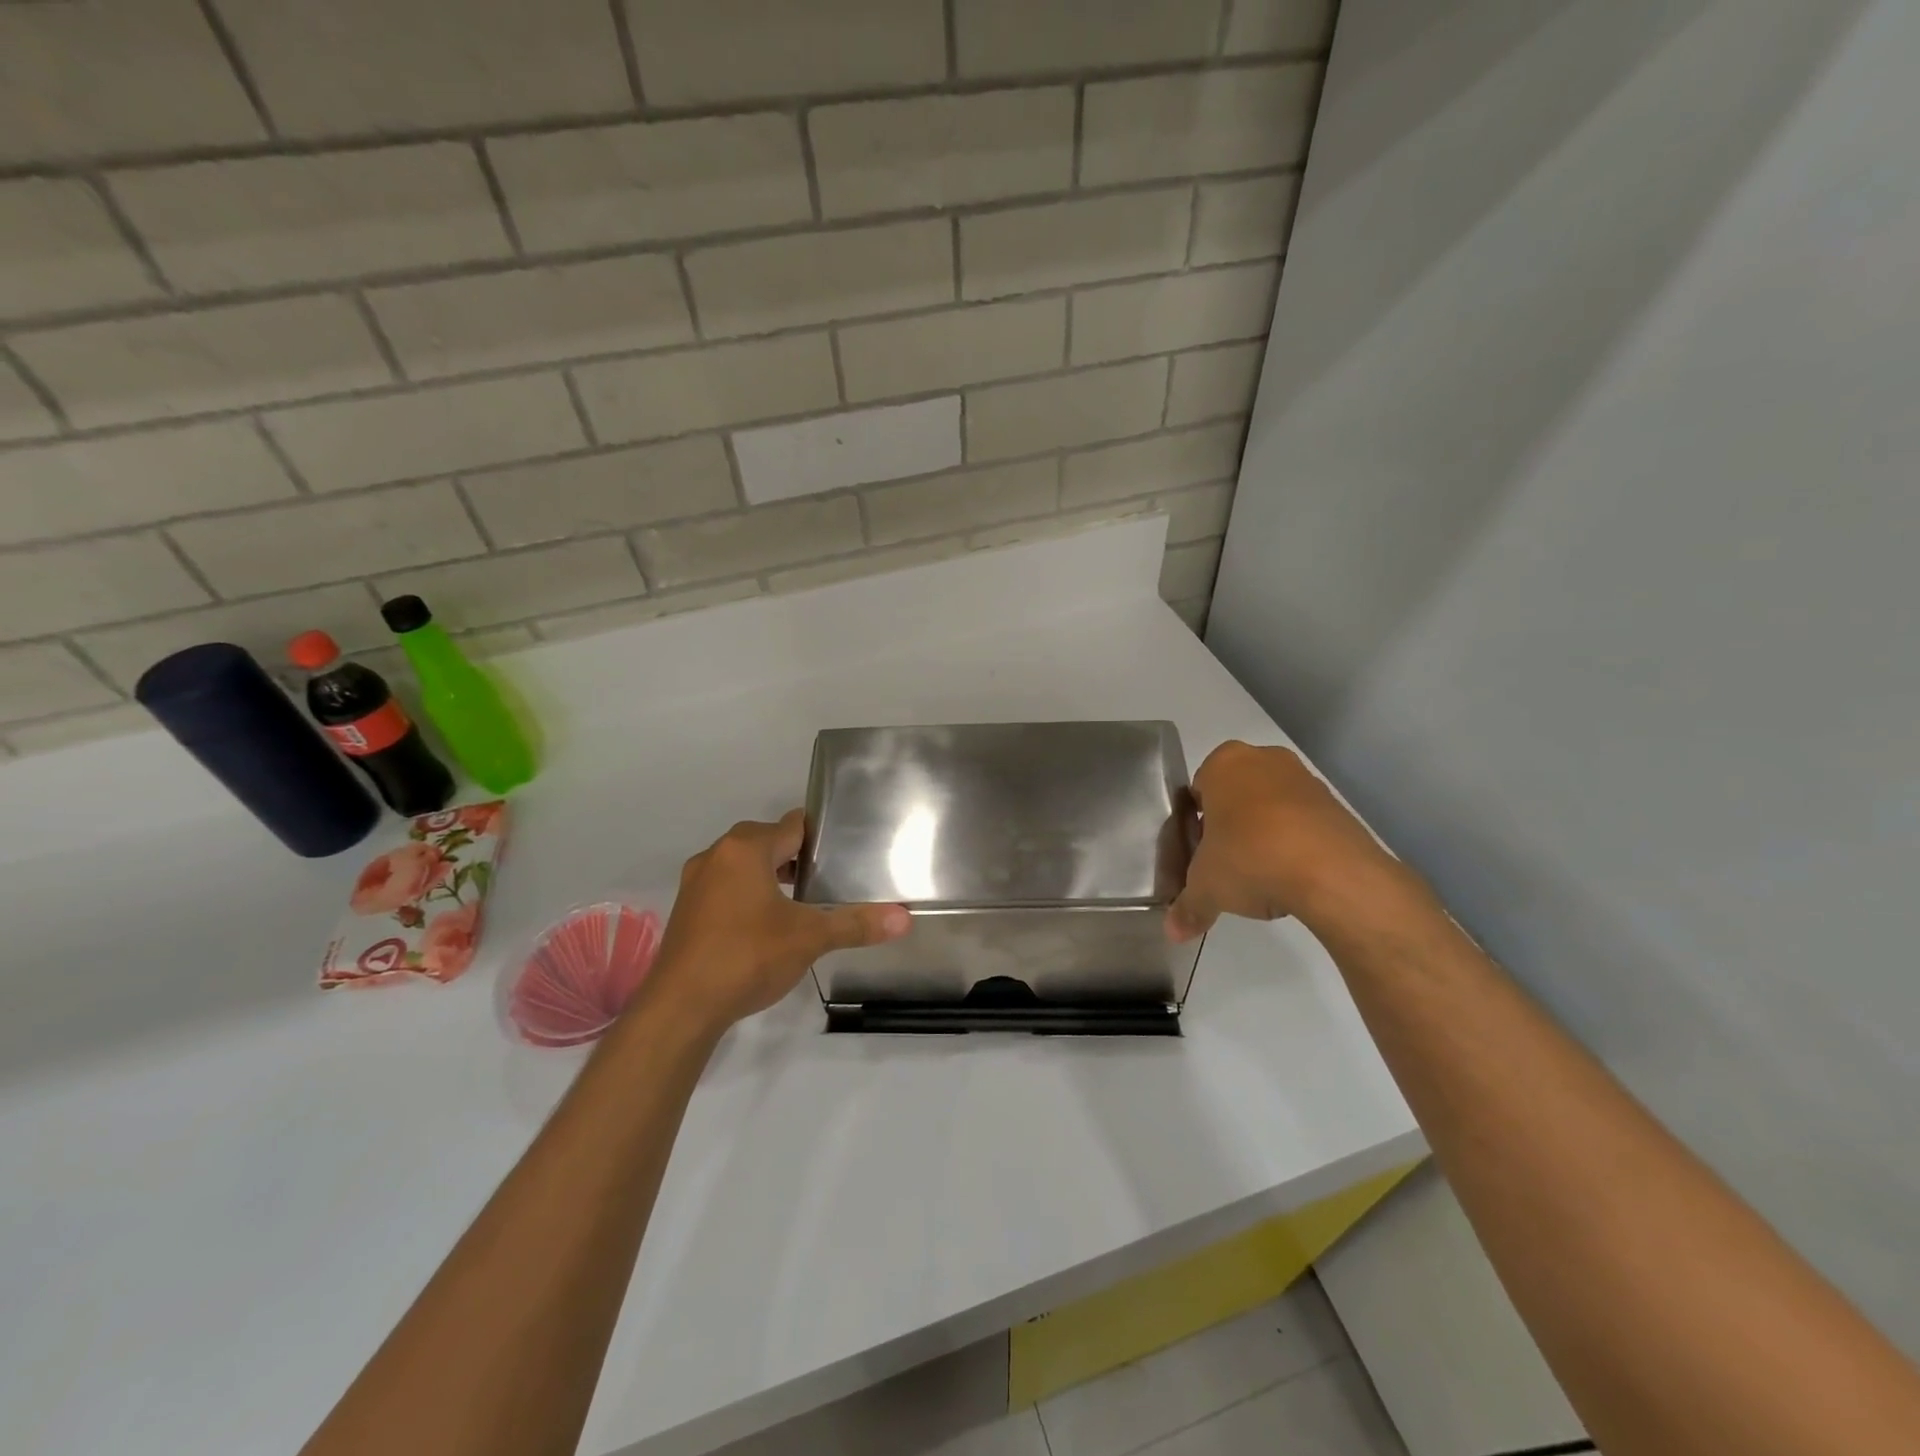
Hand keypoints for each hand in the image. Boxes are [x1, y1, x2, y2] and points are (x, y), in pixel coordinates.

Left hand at [643, 809, 909, 1033]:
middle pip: (766, 841)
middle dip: (796, 856)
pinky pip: (725, 886)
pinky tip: (765, 923)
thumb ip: (855, 924)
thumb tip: (904, 919)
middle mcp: (717, 855)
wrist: (680, 1008)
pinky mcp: (686, 909)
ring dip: (770, 875)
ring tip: (801, 900)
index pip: (792, 825)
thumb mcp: (809, 938)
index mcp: (746, 849)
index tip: (844, 852)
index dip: (820, 836)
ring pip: (743, 864)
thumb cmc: (748, 957)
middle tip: (829, 878)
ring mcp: (696, 882)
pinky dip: (747, 894)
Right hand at [1167, 741, 1410, 941]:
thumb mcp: (1206, 888)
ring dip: (1264, 835)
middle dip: (1231, 827)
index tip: (1199, 853)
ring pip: (1271, 808)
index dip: (1195, 825)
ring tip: (1262, 876)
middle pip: (1236, 797)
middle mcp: (1264, 760)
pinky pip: (1303, 824)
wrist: (1333, 873)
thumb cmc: (1250, 858)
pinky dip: (1295, 845)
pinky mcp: (1337, 805)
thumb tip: (1174, 932)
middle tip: (1226, 863)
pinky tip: (1292, 877)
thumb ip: (1188, 906)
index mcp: (1224, 763)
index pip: (1197, 791)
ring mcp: (1305, 779)